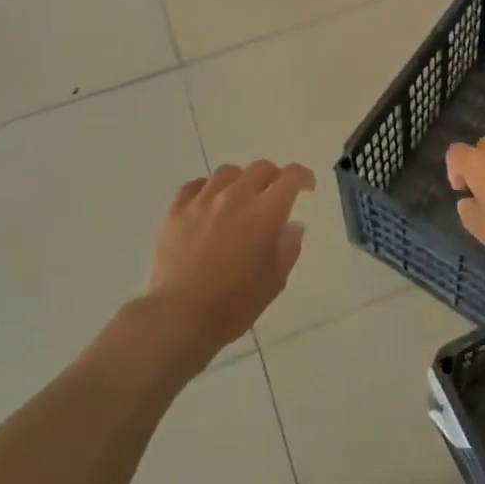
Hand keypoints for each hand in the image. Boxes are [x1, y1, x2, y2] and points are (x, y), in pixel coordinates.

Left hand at [144, 161, 313, 364]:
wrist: (181, 315)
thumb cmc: (236, 303)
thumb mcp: (275, 280)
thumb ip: (288, 247)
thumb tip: (293, 224)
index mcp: (265, 212)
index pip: (291, 177)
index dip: (303, 177)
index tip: (307, 187)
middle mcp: (236, 196)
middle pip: (260, 167)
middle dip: (274, 177)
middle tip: (275, 194)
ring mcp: (203, 200)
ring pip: (227, 172)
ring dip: (240, 180)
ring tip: (240, 198)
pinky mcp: (177, 210)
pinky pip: (195, 185)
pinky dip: (208, 189)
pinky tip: (209, 203)